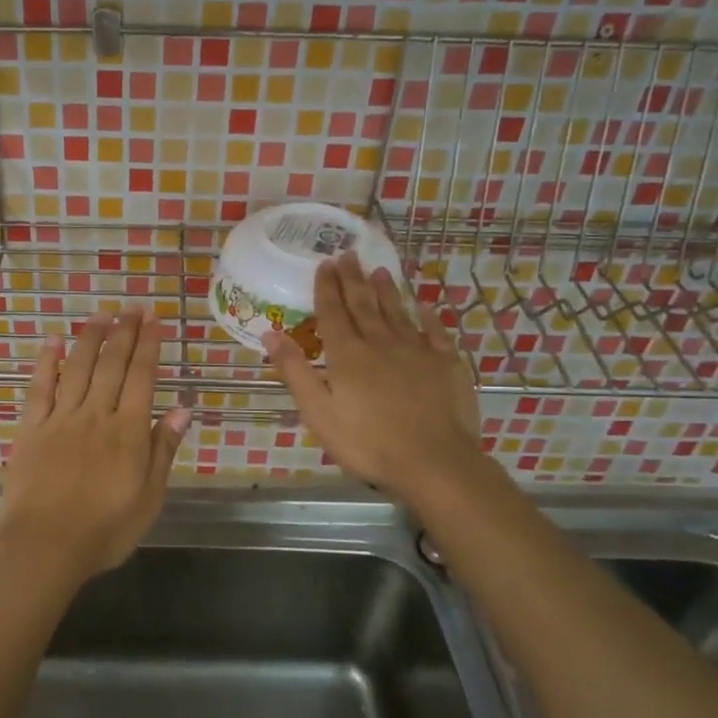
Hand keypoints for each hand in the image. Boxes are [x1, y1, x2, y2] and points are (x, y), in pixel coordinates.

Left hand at [0, 307, 191, 591]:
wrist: (44, 547)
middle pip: (112, 365)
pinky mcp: (31, 428)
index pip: (142, 377)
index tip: (154, 320)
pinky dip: (46, 362)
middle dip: (124, 333)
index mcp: (128, 432)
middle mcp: (96, 415)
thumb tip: (183, 407)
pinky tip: (53, 341)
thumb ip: (163, 450)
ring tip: (101, 315)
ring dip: (90, 338)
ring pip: (78, 368)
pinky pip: (39, 387)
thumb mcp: (149, 499)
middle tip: (132, 307)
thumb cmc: (104, 530)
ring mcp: (61, 419)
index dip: (149, 345)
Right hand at [267, 255, 480, 499]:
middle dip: (353, 279)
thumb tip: (271, 334)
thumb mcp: (318, 412)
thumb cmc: (367, 442)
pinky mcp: (446, 364)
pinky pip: (435, 331)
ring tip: (380, 270)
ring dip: (387, 290)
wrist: (434, 462)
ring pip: (398, 312)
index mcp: (348, 354)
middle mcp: (381, 342)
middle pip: (364, 304)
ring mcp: (417, 351)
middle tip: (348, 255)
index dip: (327, 287)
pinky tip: (424, 306)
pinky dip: (427, 316)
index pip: (333, 312)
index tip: (325, 263)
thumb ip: (295, 371)